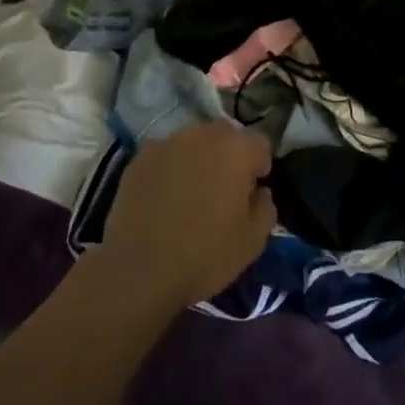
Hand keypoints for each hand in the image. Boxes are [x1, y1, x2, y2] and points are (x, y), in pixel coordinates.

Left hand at [96, 122, 275, 310]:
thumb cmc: (206, 255)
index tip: (251, 193)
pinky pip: (165, 155)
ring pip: (192, 142)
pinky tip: (163, 196)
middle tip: (223, 189)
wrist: (141, 269)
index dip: (259, 168)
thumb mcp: (253, 241)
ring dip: (198, 158)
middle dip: (229, 156)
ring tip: (190, 191)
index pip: (260, 145)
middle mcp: (203, 135)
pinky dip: (169, 168)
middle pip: (225, 135)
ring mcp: (167, 143)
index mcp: (236, 150)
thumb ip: (265, 207)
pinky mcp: (139, 157)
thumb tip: (260, 192)